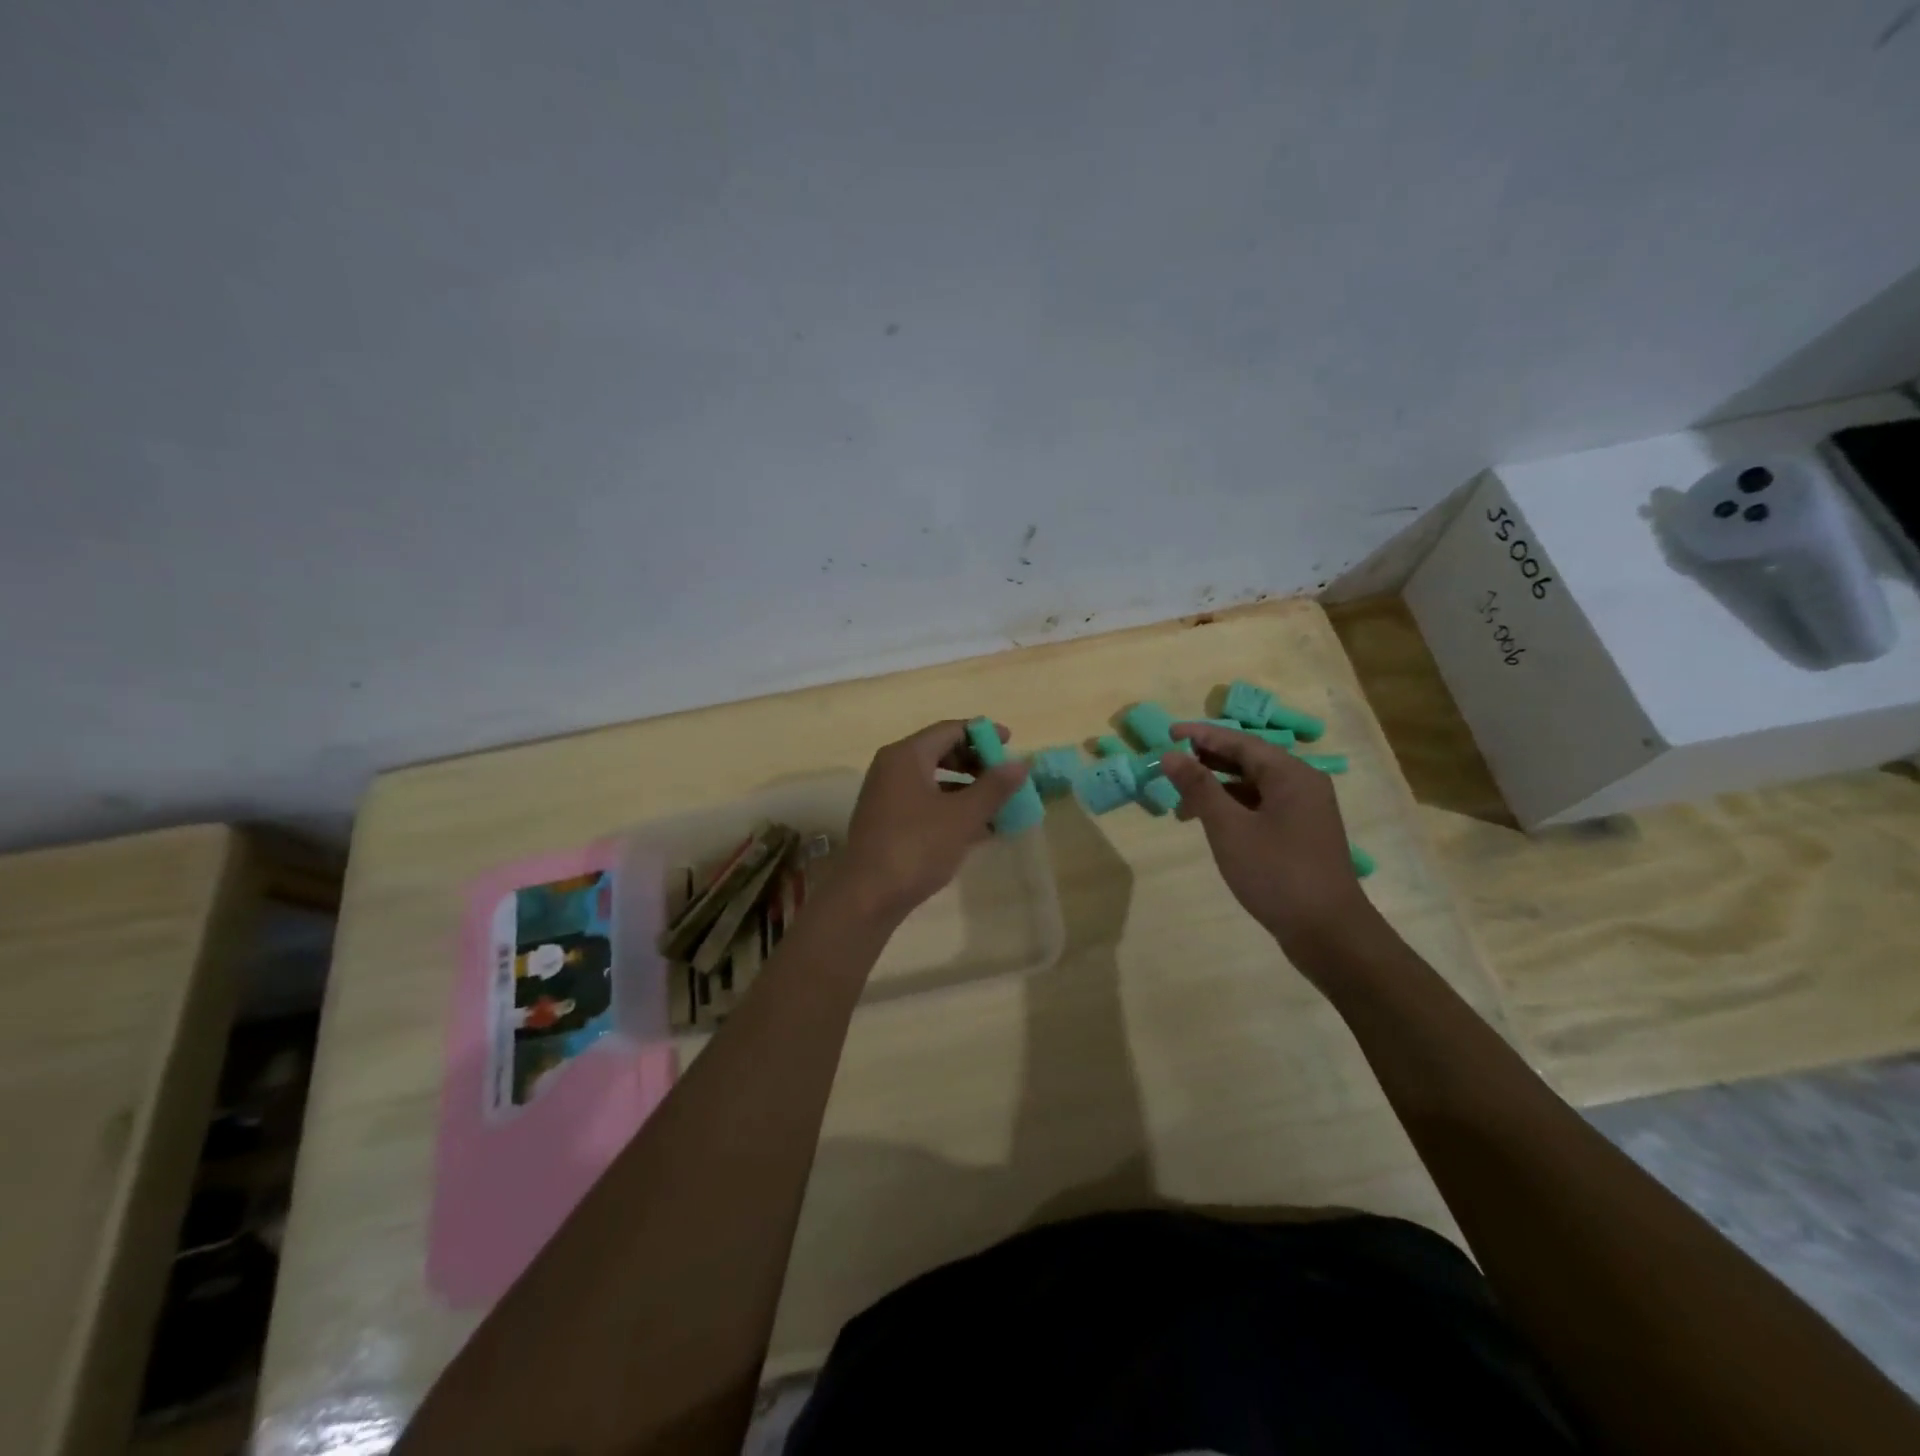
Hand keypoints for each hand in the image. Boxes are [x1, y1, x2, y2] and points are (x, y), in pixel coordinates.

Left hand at [839, 720, 1030, 923]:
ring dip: (966, 788)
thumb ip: (994, 787)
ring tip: (998, 805)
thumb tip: (1021, 764)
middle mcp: (892, 768)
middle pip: (940, 752)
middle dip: (975, 763)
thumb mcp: (963, 816)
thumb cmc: (917, 847)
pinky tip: (976, 829)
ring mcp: (886, 795)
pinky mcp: (886, 821)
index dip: (982, 734)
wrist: (868, 896)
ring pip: (933, 780)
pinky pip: (924, 802)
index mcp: (906, 755)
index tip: (1011, 743)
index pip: (949, 730)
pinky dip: (950, 808)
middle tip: (1005, 777)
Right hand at [1161, 722, 1375, 955]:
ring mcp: (1304, 811)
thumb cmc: (1276, 873)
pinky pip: (1261, 806)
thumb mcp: (1229, 827)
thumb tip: (1170, 755)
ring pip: (1253, 785)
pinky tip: (1210, 822)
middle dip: (1207, 761)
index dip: (1201, 736)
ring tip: (1181, 800)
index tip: (1167, 733)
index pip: (1239, 741)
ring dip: (1217, 787)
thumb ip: (1199, 787)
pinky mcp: (1300, 834)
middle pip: (1248, 760)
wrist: (1328, 932)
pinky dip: (1233, 807)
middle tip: (1169, 764)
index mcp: (1290, 774)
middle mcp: (1302, 784)